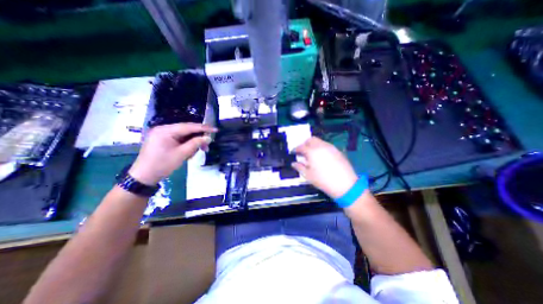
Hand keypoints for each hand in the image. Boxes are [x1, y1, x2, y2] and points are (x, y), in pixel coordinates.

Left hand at [128, 122, 215, 183]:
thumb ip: (196, 143)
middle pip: (186, 130)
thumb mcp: (182, 154)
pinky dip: (186, 144)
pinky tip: (189, 152)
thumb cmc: (163, 165)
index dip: (203, 128)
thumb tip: (208, 138)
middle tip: (207, 146)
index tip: (215, 130)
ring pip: (183, 135)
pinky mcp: (162, 139)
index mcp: (166, 130)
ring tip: (198, 151)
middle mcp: (163, 129)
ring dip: (192, 143)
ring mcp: (162, 134)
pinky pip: (178, 139)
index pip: (189, 127)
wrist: (144, 176)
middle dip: (198, 138)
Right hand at [291, 137, 359, 198]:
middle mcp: (321, 146)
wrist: (345, 184)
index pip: (301, 147)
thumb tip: (293, 163)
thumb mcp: (308, 175)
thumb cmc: (323, 180)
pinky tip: (321, 157)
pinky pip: (326, 145)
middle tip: (303, 152)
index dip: (296, 149)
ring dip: (313, 145)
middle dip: (305, 144)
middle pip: (310, 139)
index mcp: (312, 152)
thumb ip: (299, 167)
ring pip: (319, 141)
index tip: (294, 152)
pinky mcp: (337, 150)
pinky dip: (321, 147)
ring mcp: (330, 147)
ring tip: (312, 154)